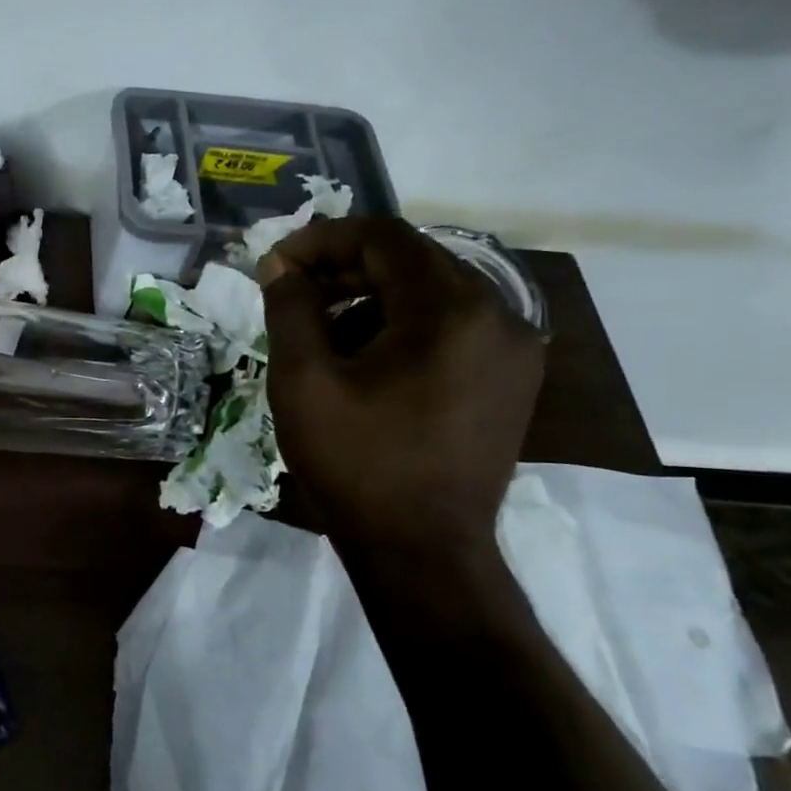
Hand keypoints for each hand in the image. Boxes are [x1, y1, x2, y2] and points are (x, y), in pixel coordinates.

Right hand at [260, 218, 544, 559]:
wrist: (422, 552)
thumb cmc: (357, 464)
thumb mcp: (304, 381)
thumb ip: (290, 308)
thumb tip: (280, 265)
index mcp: (452, 310)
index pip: (384, 238)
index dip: (323, 240)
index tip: (277, 265)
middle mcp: (499, 315)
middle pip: (412, 262)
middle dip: (345, 270)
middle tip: (293, 296)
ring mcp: (513, 350)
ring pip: (432, 294)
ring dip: (371, 300)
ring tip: (323, 336)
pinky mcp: (511, 380)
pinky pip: (452, 327)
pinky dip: (403, 328)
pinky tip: (366, 363)